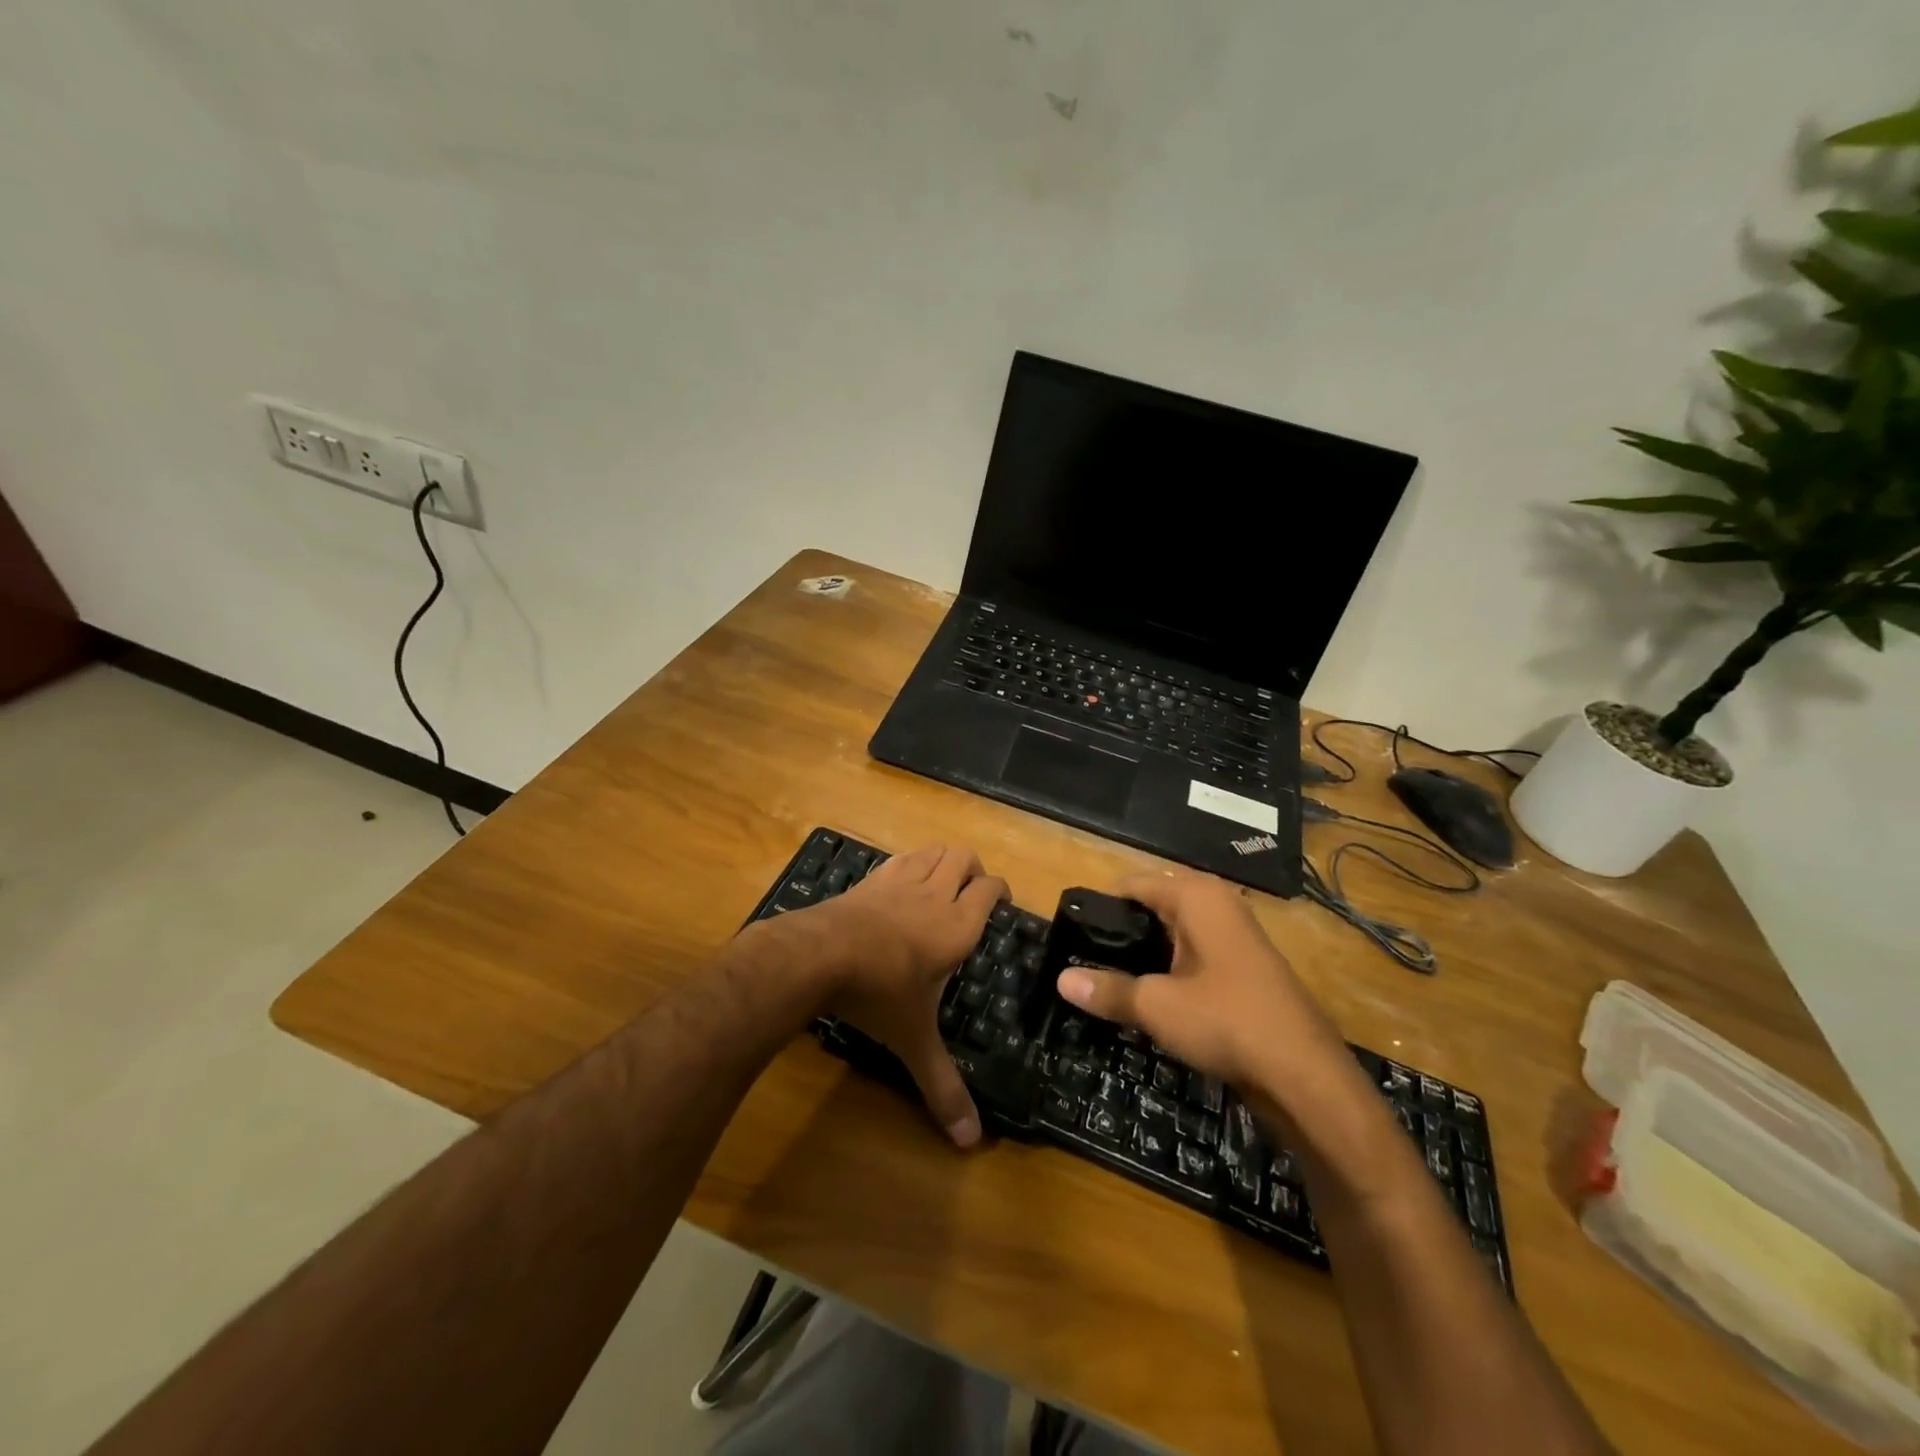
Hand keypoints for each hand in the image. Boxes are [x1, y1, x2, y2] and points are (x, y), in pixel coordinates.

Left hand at [810, 844, 1005, 1147]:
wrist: (817, 955)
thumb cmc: (877, 993)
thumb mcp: (914, 1040)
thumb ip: (942, 1085)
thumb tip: (972, 1144)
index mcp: (957, 925)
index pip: (991, 889)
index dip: (1001, 890)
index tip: (1003, 904)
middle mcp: (934, 894)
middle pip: (964, 858)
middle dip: (974, 870)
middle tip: (973, 895)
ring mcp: (899, 881)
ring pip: (933, 850)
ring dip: (944, 860)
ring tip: (943, 883)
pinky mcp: (870, 879)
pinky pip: (900, 858)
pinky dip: (911, 862)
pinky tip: (902, 884)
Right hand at [1054, 872, 1349, 1098]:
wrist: (1306, 1076)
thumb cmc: (1226, 1021)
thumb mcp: (1156, 1006)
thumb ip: (1107, 990)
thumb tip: (1061, 980)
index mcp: (1197, 896)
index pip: (1133, 884)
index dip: (1100, 907)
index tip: (1070, 935)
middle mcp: (1218, 905)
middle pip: (1154, 907)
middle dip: (1121, 933)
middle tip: (1083, 961)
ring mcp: (1235, 937)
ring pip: (1174, 935)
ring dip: (1144, 955)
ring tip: (1108, 980)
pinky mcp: (1244, 969)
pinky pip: (1193, 957)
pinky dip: (1169, 970)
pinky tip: (1149, 997)